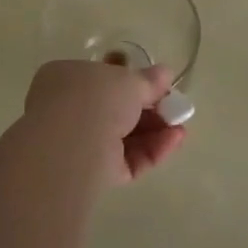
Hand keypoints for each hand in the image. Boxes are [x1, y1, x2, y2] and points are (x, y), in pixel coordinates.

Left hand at [24, 60, 187, 184]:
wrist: (72, 145)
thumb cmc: (95, 97)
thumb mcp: (128, 79)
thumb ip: (148, 79)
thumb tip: (165, 73)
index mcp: (66, 78)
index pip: (100, 77)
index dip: (130, 79)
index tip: (156, 83)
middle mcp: (67, 110)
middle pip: (115, 109)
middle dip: (148, 109)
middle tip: (174, 107)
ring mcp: (79, 144)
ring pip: (123, 136)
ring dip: (155, 130)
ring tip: (181, 127)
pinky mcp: (92, 173)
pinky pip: (126, 159)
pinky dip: (152, 150)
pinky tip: (175, 140)